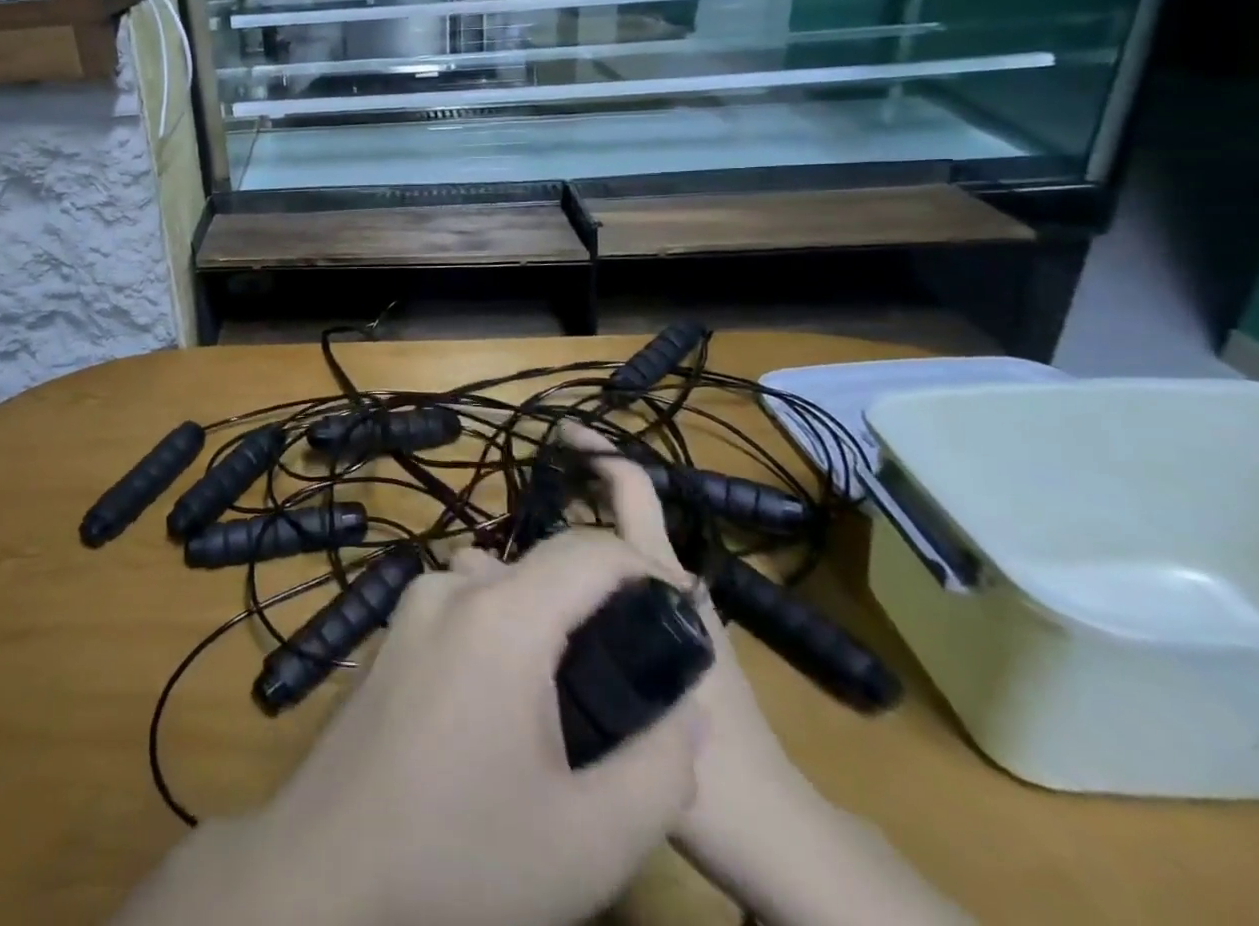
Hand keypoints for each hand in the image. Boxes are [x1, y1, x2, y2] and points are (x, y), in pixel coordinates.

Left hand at [115, 528, 704, 925]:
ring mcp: (413, 603)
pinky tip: (509, 700)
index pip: (587, 550)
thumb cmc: (462, 855)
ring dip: (548, 615)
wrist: (328, 865)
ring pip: (503, 582)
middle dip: (599, 599)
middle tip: (634, 668)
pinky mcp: (392, 629)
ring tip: (575, 691)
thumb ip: (662, 770)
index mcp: (501, 616)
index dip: (642, 568)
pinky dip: (505, 625)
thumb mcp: (589, 840)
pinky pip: (465, 603)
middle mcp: (452, 587)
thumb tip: (687, 711)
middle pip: (543, 563)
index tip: (678, 616)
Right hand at [554, 425, 807, 873]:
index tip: (559, 431)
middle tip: (517, 484)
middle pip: (618, 514)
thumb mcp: (635, 689)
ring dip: (572, 532)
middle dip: (576, 486)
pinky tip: (545, 597)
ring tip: (516, 538)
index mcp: (662, 577)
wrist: (770, 827)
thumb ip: (564, 633)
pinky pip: (614, 586)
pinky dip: (582, 572)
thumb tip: (488, 576)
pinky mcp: (663, 641)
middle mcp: (666, 581)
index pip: (633, 492)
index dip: (599, 453)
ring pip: (612, 551)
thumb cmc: (710, 758)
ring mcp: (668, 610)